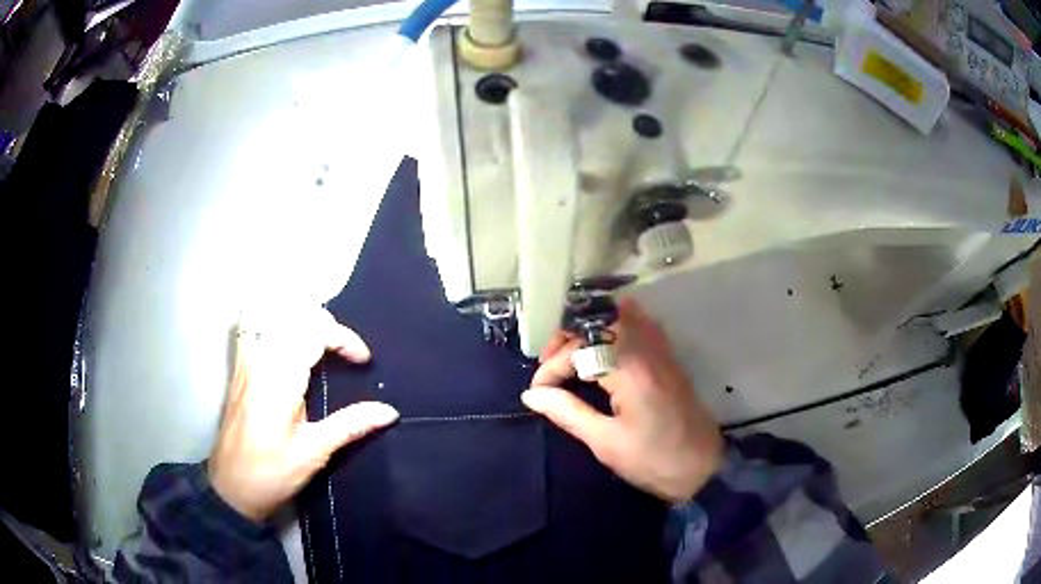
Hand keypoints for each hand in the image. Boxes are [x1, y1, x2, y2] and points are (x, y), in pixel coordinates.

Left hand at [208, 308, 398, 521]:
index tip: (363, 362)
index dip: (345, 338)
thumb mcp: (314, 452)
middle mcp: (260, 360)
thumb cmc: (272, 473)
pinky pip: (250, 327)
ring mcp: (245, 362)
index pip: (315, 331)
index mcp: (280, 378)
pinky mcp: (238, 370)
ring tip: (317, 339)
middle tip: (342, 350)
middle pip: (292, 313)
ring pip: (268, 313)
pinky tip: (283, 338)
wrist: (230, 488)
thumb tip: (389, 411)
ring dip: (297, 317)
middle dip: (324, 323)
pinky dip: (270, 321)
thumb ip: (350, 425)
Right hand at [521, 298, 723, 502]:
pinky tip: (602, 351)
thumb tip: (531, 395)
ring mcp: (661, 351)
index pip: (578, 350)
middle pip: (598, 322)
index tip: (538, 393)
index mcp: (630, 370)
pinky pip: (639, 327)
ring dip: (589, 332)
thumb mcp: (605, 442)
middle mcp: (647, 349)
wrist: (703, 469)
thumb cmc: (653, 460)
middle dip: (566, 340)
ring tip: (571, 358)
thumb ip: (567, 412)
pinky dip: (614, 331)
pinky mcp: (668, 359)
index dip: (551, 369)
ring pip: (619, 318)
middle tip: (550, 370)